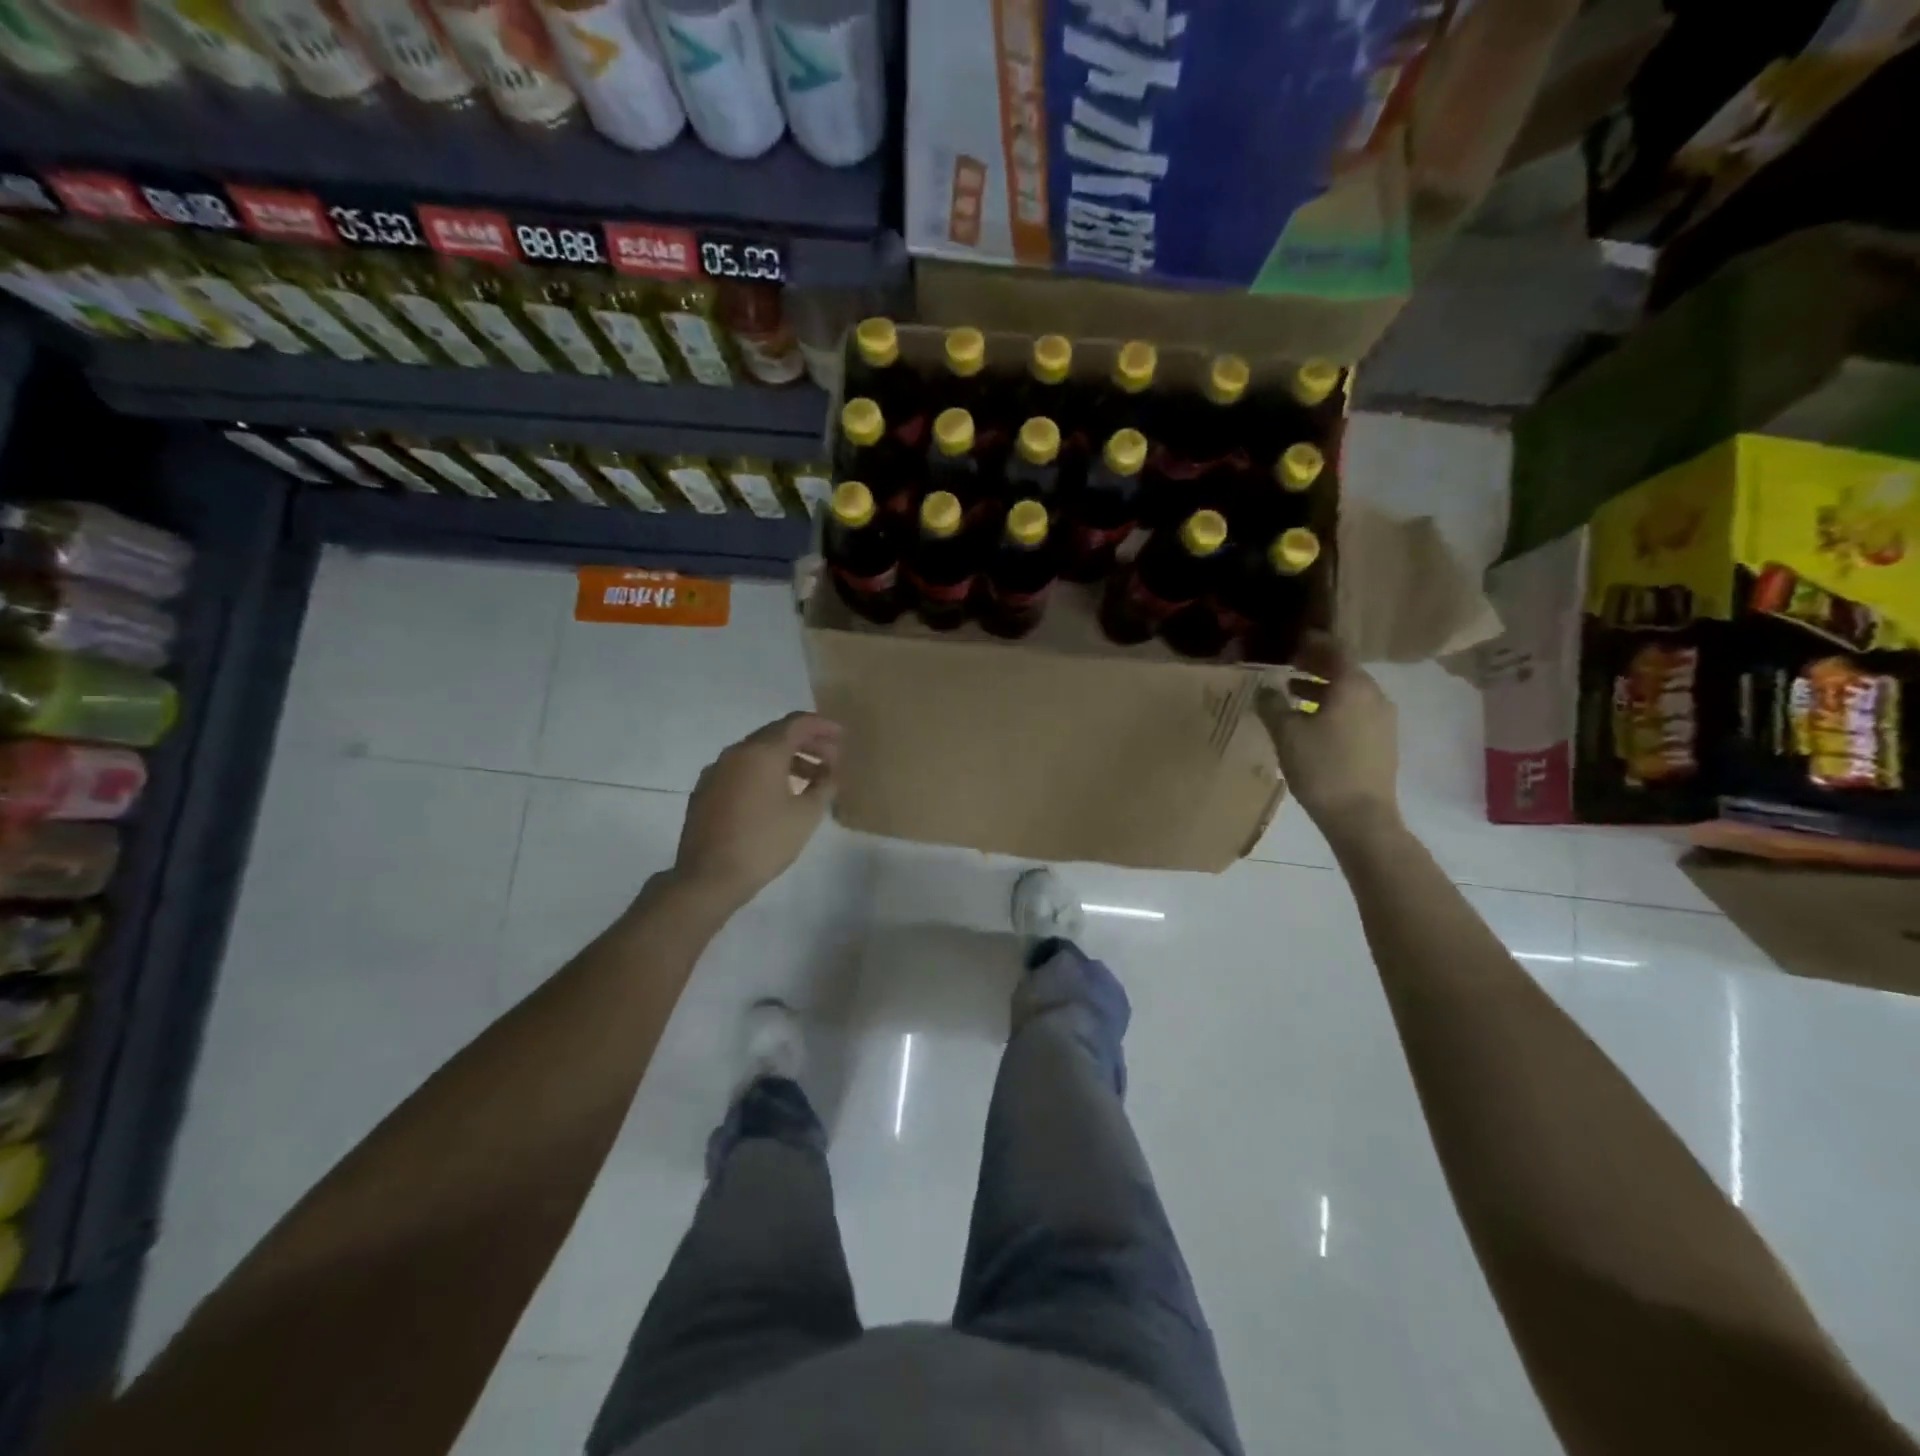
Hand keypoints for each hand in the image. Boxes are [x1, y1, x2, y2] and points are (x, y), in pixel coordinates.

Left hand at [673, 712, 841, 909]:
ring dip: (786, 759)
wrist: (708, 877)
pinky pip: (741, 770)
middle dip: (806, 743)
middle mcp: (736, 752)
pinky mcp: (705, 790)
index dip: (822, 726)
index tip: (841, 736)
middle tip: (831, 758)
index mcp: (762, 752)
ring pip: (757, 753)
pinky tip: (777, 795)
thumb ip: (824, 786)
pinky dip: (764, 772)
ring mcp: (716, 771)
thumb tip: (830, 771)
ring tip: (810, 779)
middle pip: (776, 734)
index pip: (796, 724)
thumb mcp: (806, 815)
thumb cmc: (764, 842)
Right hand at [1256, 633, 1400, 839]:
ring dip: (1322, 689)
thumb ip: (1272, 704)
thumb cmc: (1321, 768)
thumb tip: (1264, 688)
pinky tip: (1312, 723)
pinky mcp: (1382, 740)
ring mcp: (1383, 719)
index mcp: (1353, 686)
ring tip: (1291, 697)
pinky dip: (1334, 708)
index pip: (1335, 649)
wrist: (1361, 817)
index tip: (1291, 641)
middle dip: (1314, 666)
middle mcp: (1374, 695)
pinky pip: (1356, 712)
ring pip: (1350, 693)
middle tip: (1286, 667)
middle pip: (1344, 670)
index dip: (1312, 642)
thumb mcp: (1286, 734)